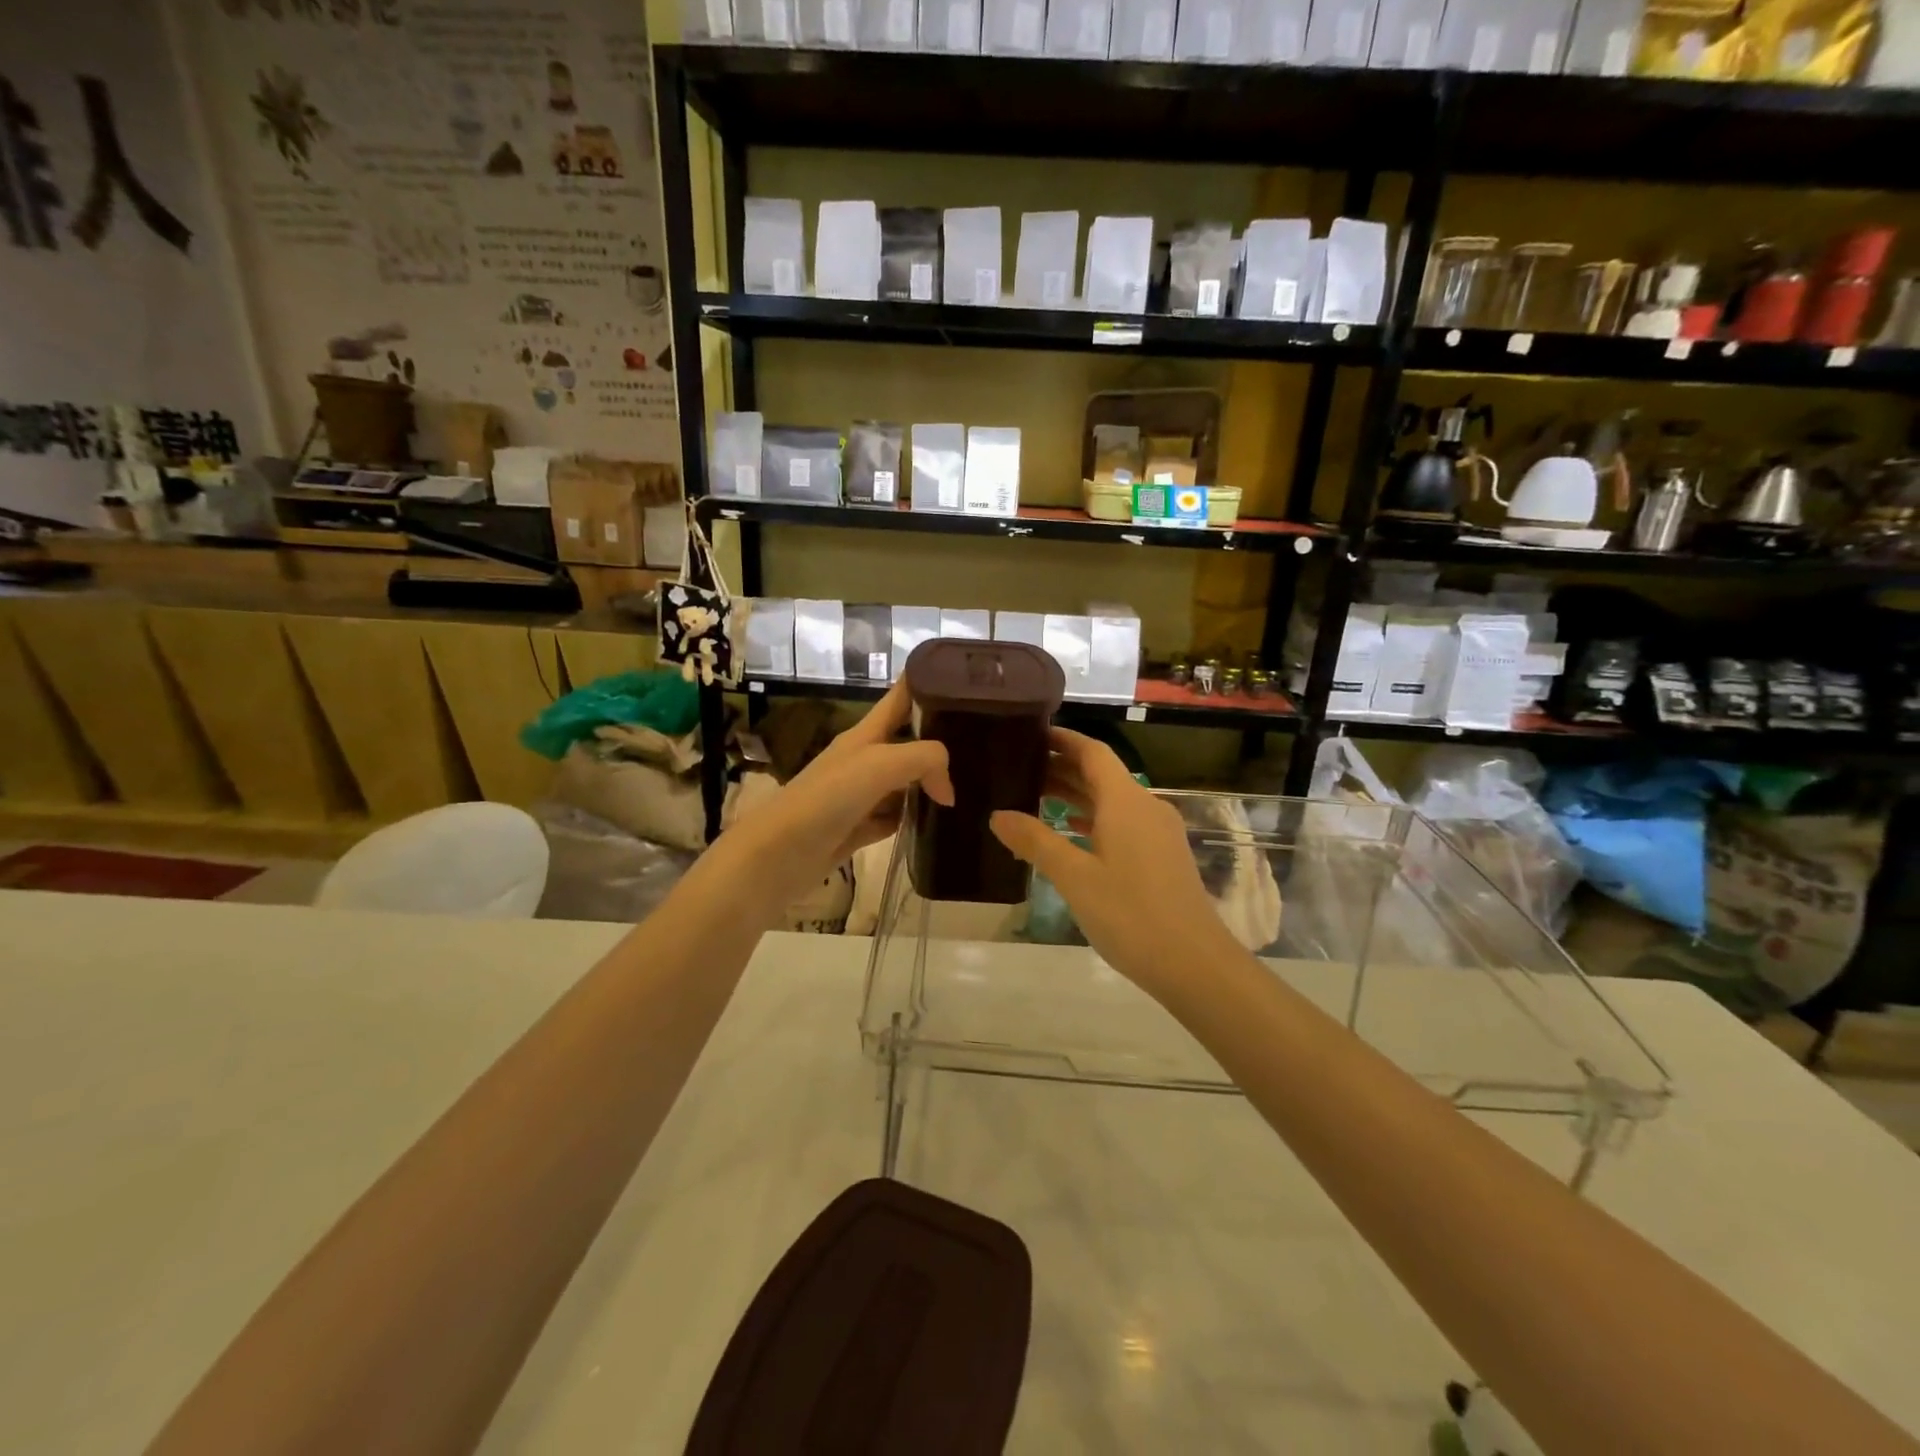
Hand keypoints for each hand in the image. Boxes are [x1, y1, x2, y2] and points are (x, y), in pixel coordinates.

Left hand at [722, 680, 952, 912]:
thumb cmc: (828, 798)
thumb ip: (925, 760)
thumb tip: (947, 789)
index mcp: (866, 734)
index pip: (901, 696)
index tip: (965, 681)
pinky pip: (895, 817)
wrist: (779, 854)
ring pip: (905, 781)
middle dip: (940, 739)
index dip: (928, 682)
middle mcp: (864, 758)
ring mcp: (861, 795)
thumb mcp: (881, 764)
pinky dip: (915, 818)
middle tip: (981, 745)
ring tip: (971, 785)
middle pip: (908, 740)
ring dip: (931, 782)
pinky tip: (938, 822)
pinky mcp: (859, 828)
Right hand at [990, 728, 1239, 994]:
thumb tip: (998, 815)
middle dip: (1063, 768)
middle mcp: (1145, 807)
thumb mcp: (1074, 878)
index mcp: (1126, 802)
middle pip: (1101, 775)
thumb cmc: (1130, 914)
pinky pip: (1122, 823)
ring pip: (1112, 801)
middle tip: (1020, 769)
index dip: (1063, 740)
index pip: (1092, 752)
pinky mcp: (1162, 856)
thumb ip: (1035, 842)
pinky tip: (1071, 832)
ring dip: (1076, 795)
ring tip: (1035, 797)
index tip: (1031, 734)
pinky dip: (1094, 820)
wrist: (1193, 963)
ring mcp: (1158, 832)